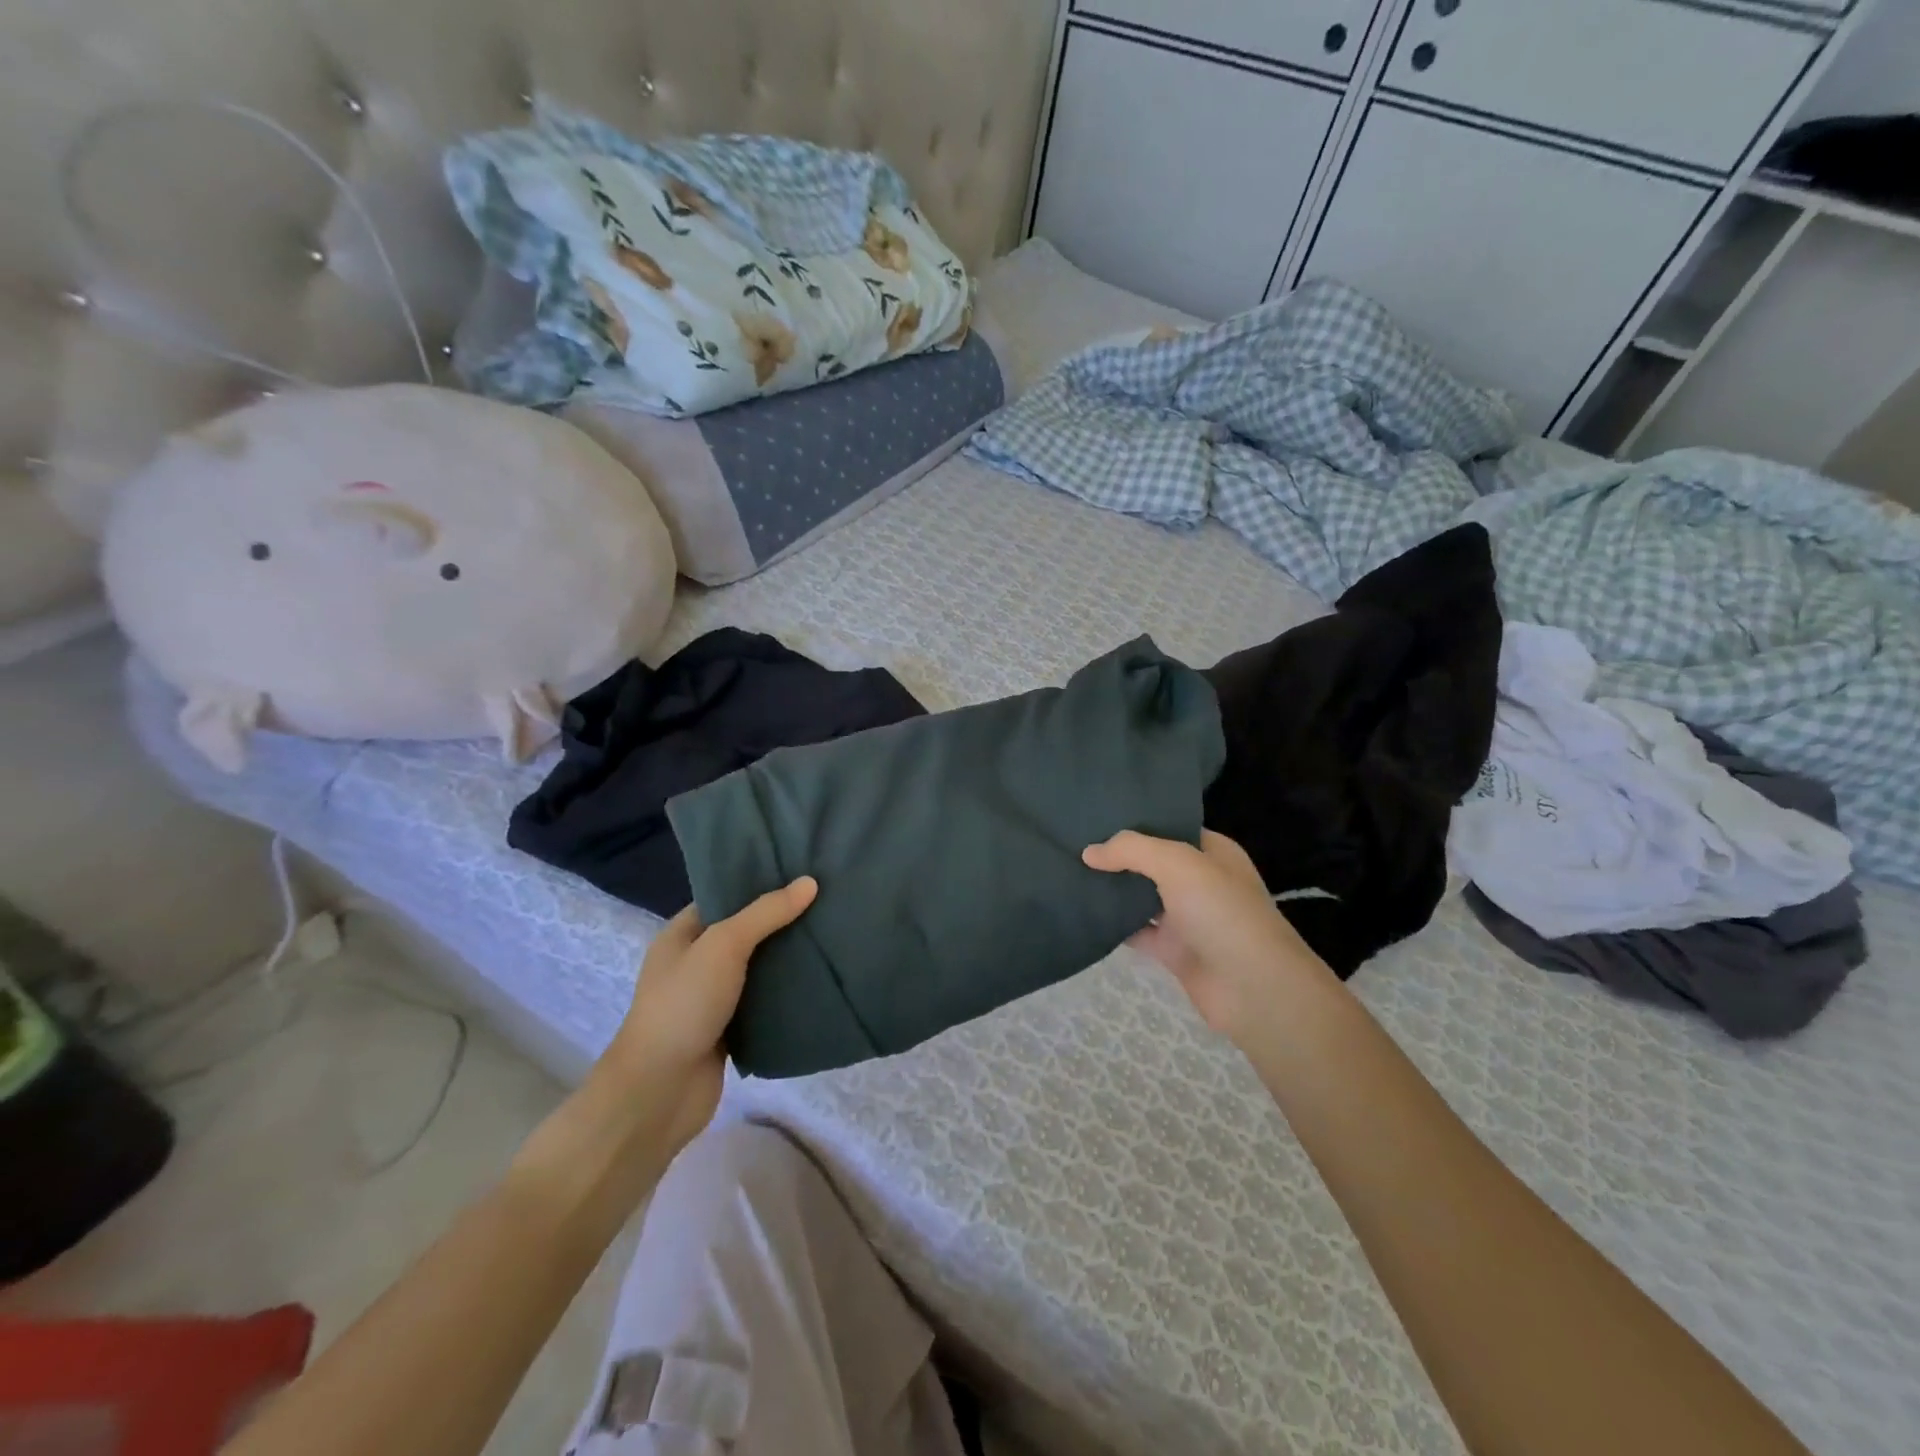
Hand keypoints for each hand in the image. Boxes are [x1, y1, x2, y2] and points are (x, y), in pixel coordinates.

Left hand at [603, 878, 816, 1157]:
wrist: (660, 1092)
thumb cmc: (684, 1005)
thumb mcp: (724, 945)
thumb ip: (766, 914)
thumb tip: (810, 882)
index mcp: (681, 935)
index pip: (724, 897)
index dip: (759, 884)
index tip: (801, 871)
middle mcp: (695, 963)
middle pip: (745, 932)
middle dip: (781, 920)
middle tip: (826, 900)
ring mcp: (712, 999)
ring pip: (758, 969)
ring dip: (788, 958)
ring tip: (832, 933)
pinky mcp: (729, 1031)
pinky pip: (763, 1003)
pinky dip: (786, 993)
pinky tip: (821, 978)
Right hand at [1083, 830, 1331, 1047]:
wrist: (1253, 989)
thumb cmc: (1221, 911)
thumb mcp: (1177, 863)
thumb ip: (1131, 850)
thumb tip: (1089, 852)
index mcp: (1213, 852)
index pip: (1170, 827)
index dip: (1137, 821)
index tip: (1096, 815)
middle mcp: (1201, 881)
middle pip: (1153, 862)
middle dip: (1119, 855)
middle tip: (1073, 841)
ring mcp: (1188, 917)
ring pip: (1142, 897)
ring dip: (1114, 889)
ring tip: (1070, 871)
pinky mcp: (1174, 950)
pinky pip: (1137, 931)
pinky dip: (1115, 925)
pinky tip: (1084, 912)